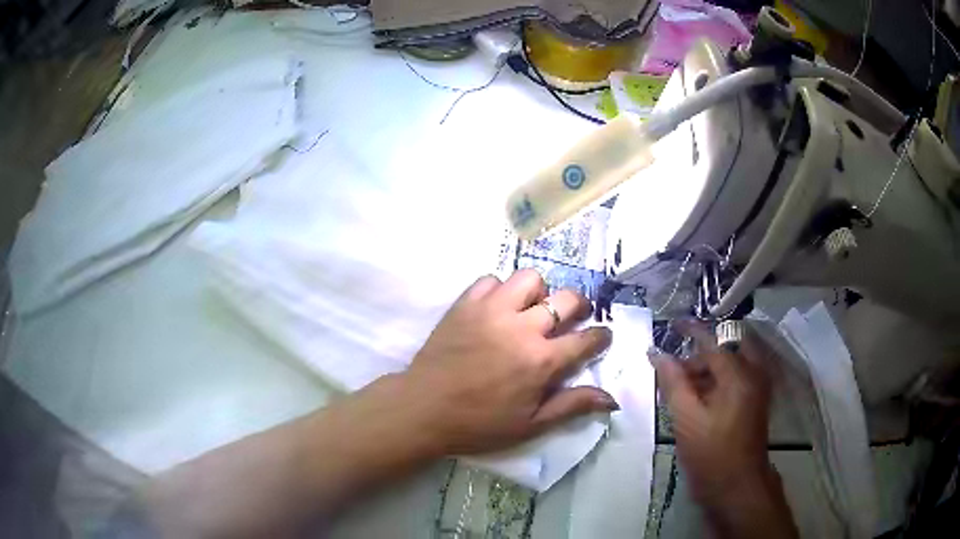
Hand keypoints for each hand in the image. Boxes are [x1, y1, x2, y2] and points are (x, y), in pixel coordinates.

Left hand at [388, 269, 616, 456]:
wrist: (423, 409)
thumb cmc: (479, 424)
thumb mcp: (530, 425)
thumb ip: (572, 406)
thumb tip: (613, 398)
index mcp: (542, 361)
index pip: (587, 338)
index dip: (601, 336)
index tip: (601, 337)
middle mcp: (522, 328)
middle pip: (567, 298)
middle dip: (579, 306)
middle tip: (572, 318)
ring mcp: (492, 310)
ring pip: (530, 278)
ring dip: (538, 292)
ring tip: (531, 310)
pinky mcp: (465, 304)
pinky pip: (490, 280)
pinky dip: (499, 290)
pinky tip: (496, 309)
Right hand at [650, 322, 797, 538]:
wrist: (736, 486)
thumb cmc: (711, 453)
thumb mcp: (686, 418)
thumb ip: (673, 382)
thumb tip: (657, 354)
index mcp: (738, 376)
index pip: (712, 343)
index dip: (691, 332)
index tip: (673, 325)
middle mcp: (753, 375)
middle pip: (726, 351)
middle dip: (700, 355)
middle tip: (676, 369)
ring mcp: (758, 389)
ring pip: (732, 364)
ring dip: (708, 369)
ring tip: (683, 386)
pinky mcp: (755, 402)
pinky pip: (737, 378)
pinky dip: (718, 380)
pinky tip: (699, 397)